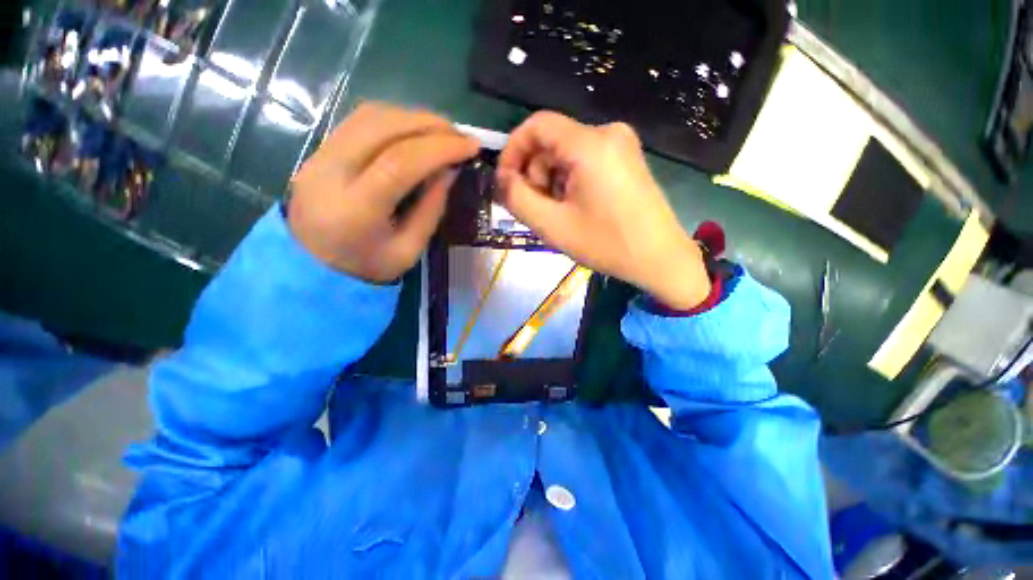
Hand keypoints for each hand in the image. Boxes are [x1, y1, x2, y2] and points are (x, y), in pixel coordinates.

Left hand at [288, 103, 478, 282]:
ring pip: (370, 117)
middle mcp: (331, 173)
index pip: (400, 162)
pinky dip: (394, 119)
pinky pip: (359, 121)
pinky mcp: (318, 150)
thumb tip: (449, 170)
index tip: (470, 147)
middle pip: (383, 128)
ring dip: (413, 117)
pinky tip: (414, 130)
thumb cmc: (366, 266)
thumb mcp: (409, 250)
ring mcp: (319, 156)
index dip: (439, 148)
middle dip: (430, 125)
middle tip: (461, 135)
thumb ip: (430, 209)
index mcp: (356, 209)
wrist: (311, 267)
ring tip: (442, 131)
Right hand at [497, 112, 709, 308]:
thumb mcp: (553, 225)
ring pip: (566, 154)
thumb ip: (517, 199)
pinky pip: (584, 161)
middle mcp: (607, 133)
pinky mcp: (626, 158)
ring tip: (558, 214)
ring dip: (552, 182)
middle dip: (535, 175)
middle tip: (536, 210)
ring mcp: (621, 145)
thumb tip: (502, 179)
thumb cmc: (607, 244)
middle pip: (552, 142)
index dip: (513, 150)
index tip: (506, 182)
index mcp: (589, 144)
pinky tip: (575, 208)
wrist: (660, 258)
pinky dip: (570, 182)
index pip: (536, 125)